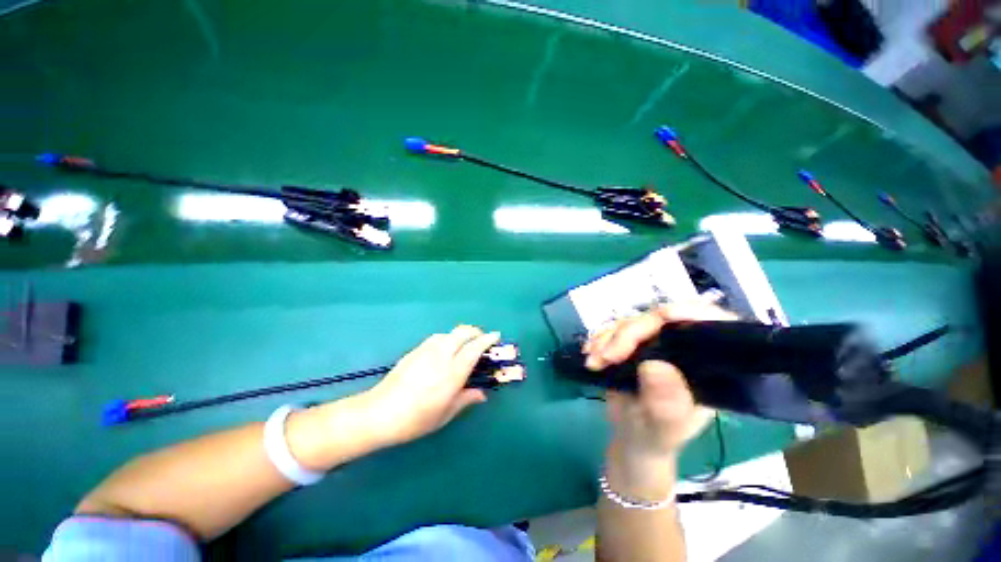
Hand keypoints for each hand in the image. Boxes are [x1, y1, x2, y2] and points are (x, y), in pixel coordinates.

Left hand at [366, 325, 498, 445]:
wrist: (379, 413)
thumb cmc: (416, 419)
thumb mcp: (446, 413)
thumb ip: (466, 399)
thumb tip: (482, 393)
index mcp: (452, 372)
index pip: (474, 348)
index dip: (487, 339)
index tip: (496, 336)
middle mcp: (441, 355)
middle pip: (462, 332)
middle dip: (475, 332)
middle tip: (481, 340)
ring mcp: (426, 350)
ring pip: (449, 333)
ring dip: (460, 335)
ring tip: (463, 346)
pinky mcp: (415, 351)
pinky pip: (436, 338)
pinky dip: (447, 339)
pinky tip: (444, 351)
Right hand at [585, 303, 735, 464]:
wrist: (631, 438)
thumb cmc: (655, 437)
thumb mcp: (663, 428)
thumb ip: (664, 403)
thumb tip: (654, 365)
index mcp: (707, 367)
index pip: (713, 327)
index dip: (692, 313)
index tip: (664, 315)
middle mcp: (684, 349)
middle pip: (660, 321)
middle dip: (628, 333)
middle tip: (605, 356)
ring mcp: (656, 345)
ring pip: (633, 322)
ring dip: (607, 337)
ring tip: (593, 361)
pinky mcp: (633, 345)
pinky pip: (615, 331)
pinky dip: (600, 339)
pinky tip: (590, 353)